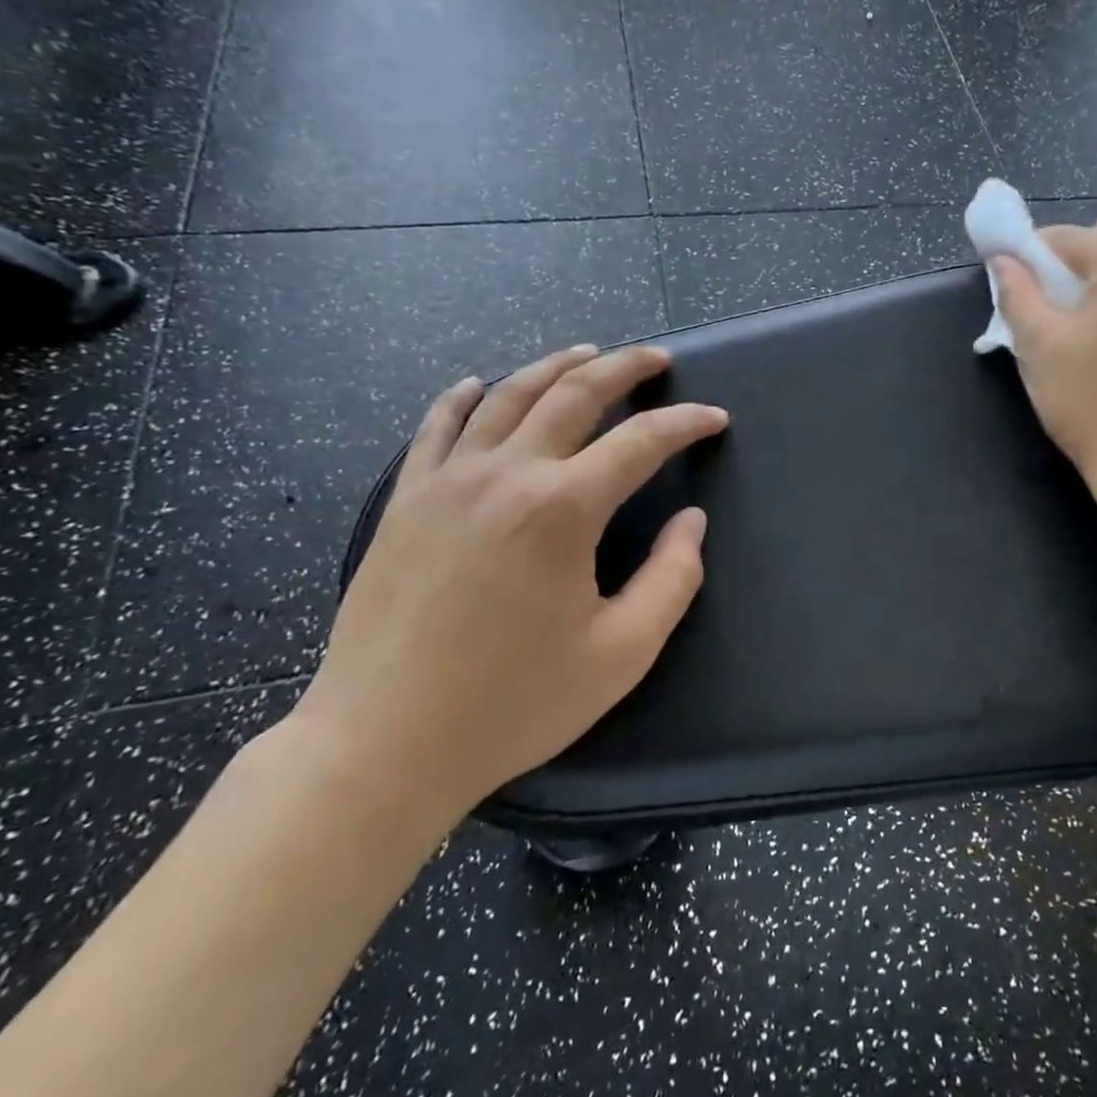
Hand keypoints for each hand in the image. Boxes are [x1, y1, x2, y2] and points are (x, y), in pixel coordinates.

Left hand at [289, 344, 727, 828]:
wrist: (382, 744)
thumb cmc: (513, 704)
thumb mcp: (622, 654)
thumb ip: (673, 579)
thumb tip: (691, 521)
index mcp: (563, 509)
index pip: (641, 441)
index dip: (686, 424)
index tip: (715, 419)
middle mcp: (506, 474)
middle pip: (574, 394)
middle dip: (625, 368)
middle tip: (658, 359)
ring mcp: (447, 481)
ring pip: (508, 396)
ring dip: (554, 366)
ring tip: (588, 352)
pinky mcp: (405, 500)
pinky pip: (437, 427)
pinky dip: (464, 396)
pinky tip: (479, 383)